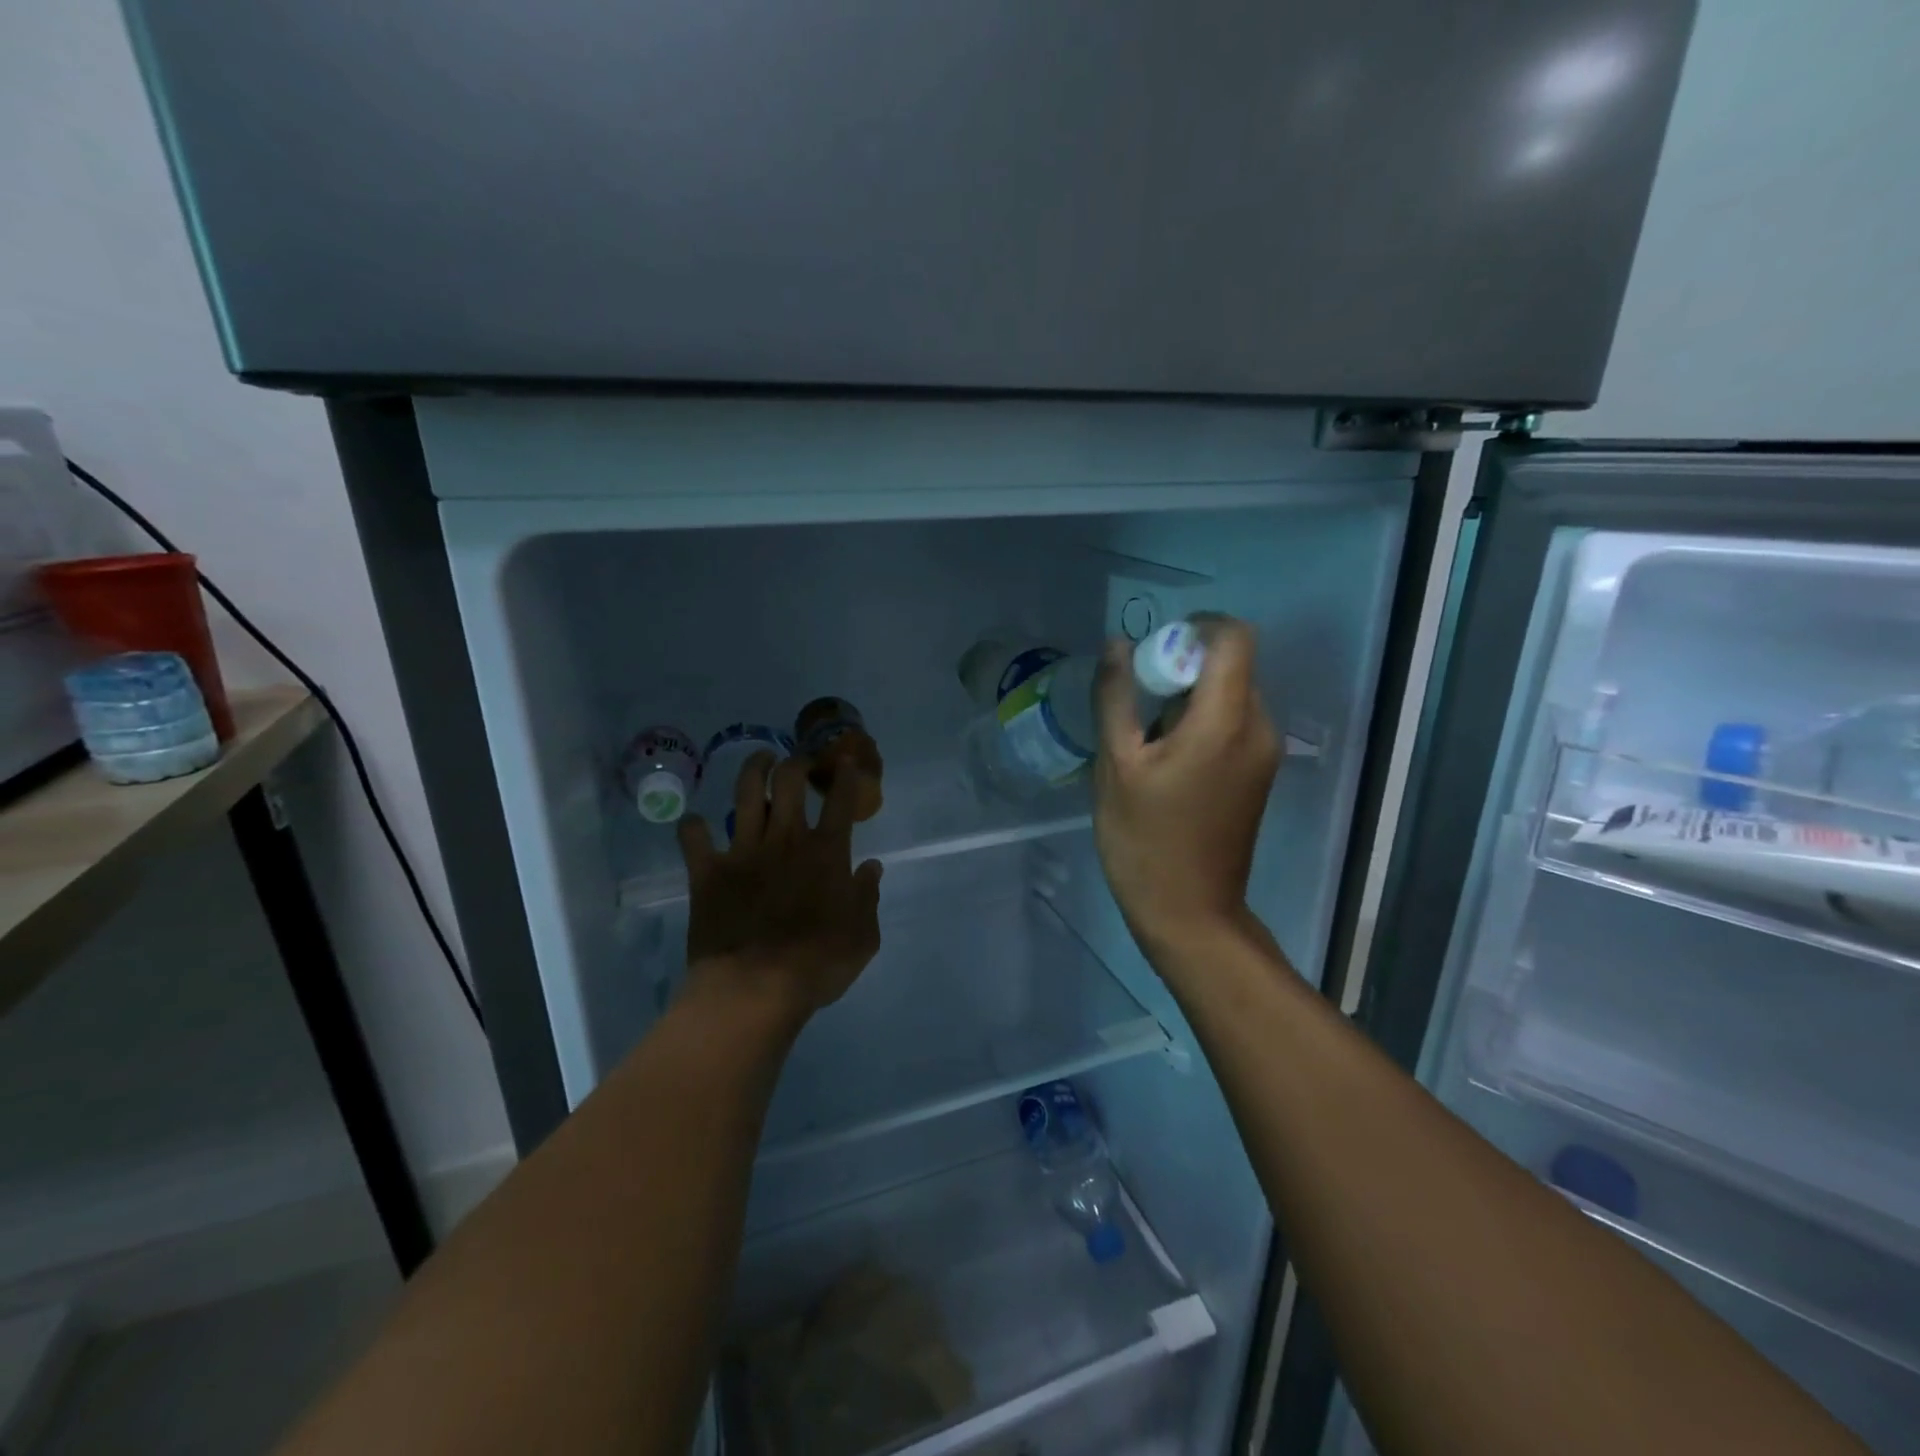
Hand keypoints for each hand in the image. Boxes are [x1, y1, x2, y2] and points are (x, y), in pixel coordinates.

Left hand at [676, 752, 883, 1025]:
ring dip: (754, 769)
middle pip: (790, 781)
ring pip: (747, 794)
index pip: (842, 800)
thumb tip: (871, 867)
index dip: (848, 775)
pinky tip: (695, 825)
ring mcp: (743, 851)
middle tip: (801, 762)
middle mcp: (786, 840)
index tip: (848, 761)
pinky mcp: (707, 872)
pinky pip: (693, 837)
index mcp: (826, 853)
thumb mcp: (863, 937)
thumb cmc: (816, 965)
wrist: (754, 988)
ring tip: (761, 760)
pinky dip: (693, 827)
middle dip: (798, 762)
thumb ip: (868, 897)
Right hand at [1092, 615, 1281, 951]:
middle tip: (1136, 702)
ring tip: (1146, 740)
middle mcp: (1258, 728)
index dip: (1196, 626)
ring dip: (1189, 698)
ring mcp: (1264, 753)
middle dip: (1183, 667)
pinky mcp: (1259, 773)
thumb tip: (1117, 645)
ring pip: (1231, 694)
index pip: (1233, 637)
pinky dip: (1201, 722)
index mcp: (1225, 720)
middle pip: (1231, 665)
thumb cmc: (1144, 839)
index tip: (1154, 650)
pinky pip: (1234, 723)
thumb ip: (1116, 697)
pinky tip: (1167, 761)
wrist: (1189, 911)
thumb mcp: (1116, 764)